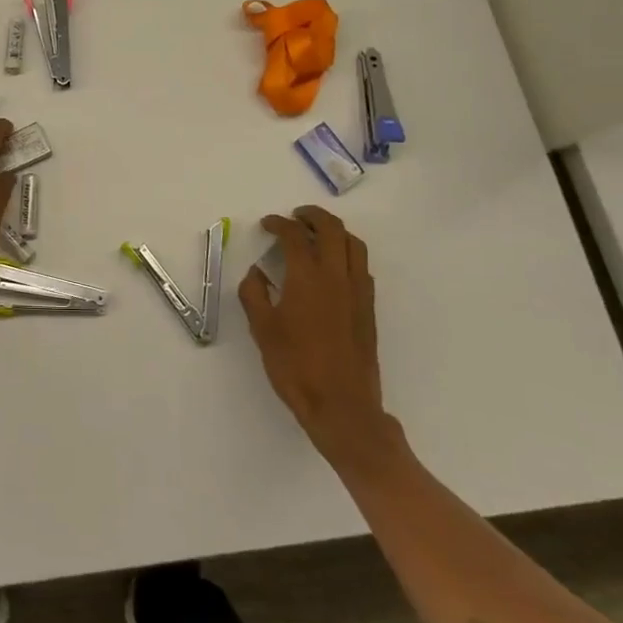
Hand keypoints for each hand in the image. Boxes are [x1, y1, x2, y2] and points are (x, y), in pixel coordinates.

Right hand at [239, 206, 389, 458]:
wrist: (342, 406)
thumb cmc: (296, 367)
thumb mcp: (263, 330)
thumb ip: (254, 294)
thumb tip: (256, 273)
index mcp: (308, 278)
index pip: (295, 236)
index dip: (279, 224)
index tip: (267, 224)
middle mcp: (337, 277)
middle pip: (332, 229)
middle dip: (313, 216)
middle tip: (295, 216)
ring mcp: (358, 292)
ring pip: (354, 244)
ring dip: (335, 231)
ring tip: (316, 234)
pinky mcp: (368, 309)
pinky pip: (361, 266)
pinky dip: (347, 253)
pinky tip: (333, 266)